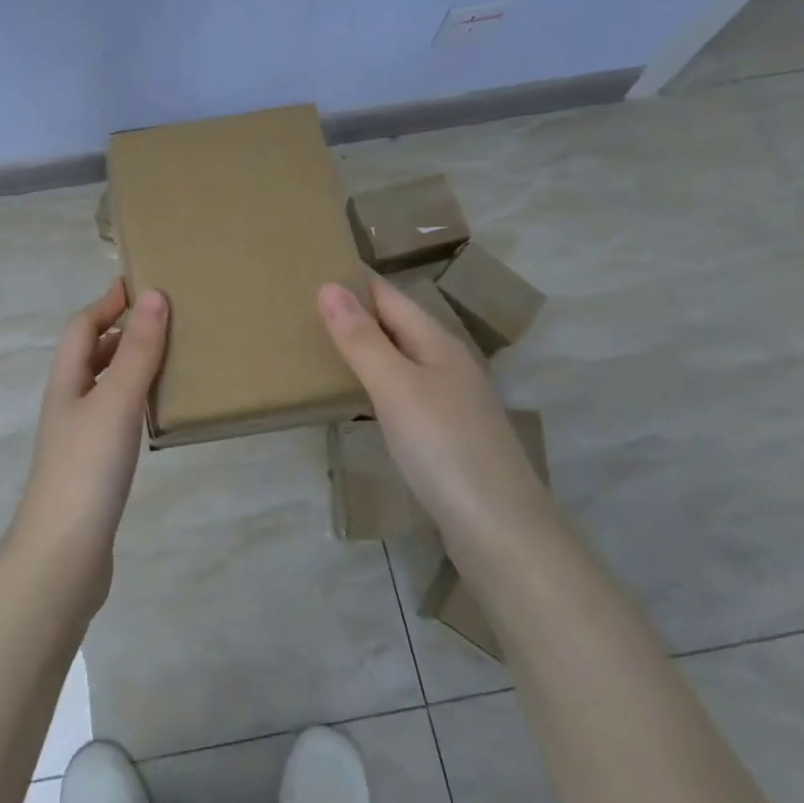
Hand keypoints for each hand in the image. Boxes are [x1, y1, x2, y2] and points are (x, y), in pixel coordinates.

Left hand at [9, 279, 168, 580]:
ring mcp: (78, 437)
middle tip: (166, 321)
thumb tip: (153, 295)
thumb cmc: (87, 467)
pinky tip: (156, 413)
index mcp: (66, 381)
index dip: (106, 303)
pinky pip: (114, 416)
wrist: (64, 553)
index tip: (139, 285)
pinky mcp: (93, 466)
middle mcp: (68, 403)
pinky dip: (134, 401)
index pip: (82, 326)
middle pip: (90, 354)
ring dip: (130, 366)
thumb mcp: (116, 400)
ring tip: (170, 360)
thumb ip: (138, 350)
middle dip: (121, 332)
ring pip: (103, 386)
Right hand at [318, 277, 550, 542]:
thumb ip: (361, 339)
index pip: (389, 296)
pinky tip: (358, 399)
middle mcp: (448, 364)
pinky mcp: (447, 436)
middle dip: (356, 315)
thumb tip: (327, 286)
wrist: (501, 530)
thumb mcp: (395, 387)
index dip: (354, 283)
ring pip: (400, 361)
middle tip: (302, 311)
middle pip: (397, 326)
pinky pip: (404, 394)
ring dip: (366, 351)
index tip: (310, 272)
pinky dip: (377, 385)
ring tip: (320, 348)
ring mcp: (451, 402)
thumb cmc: (443, 447)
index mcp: (438, 343)